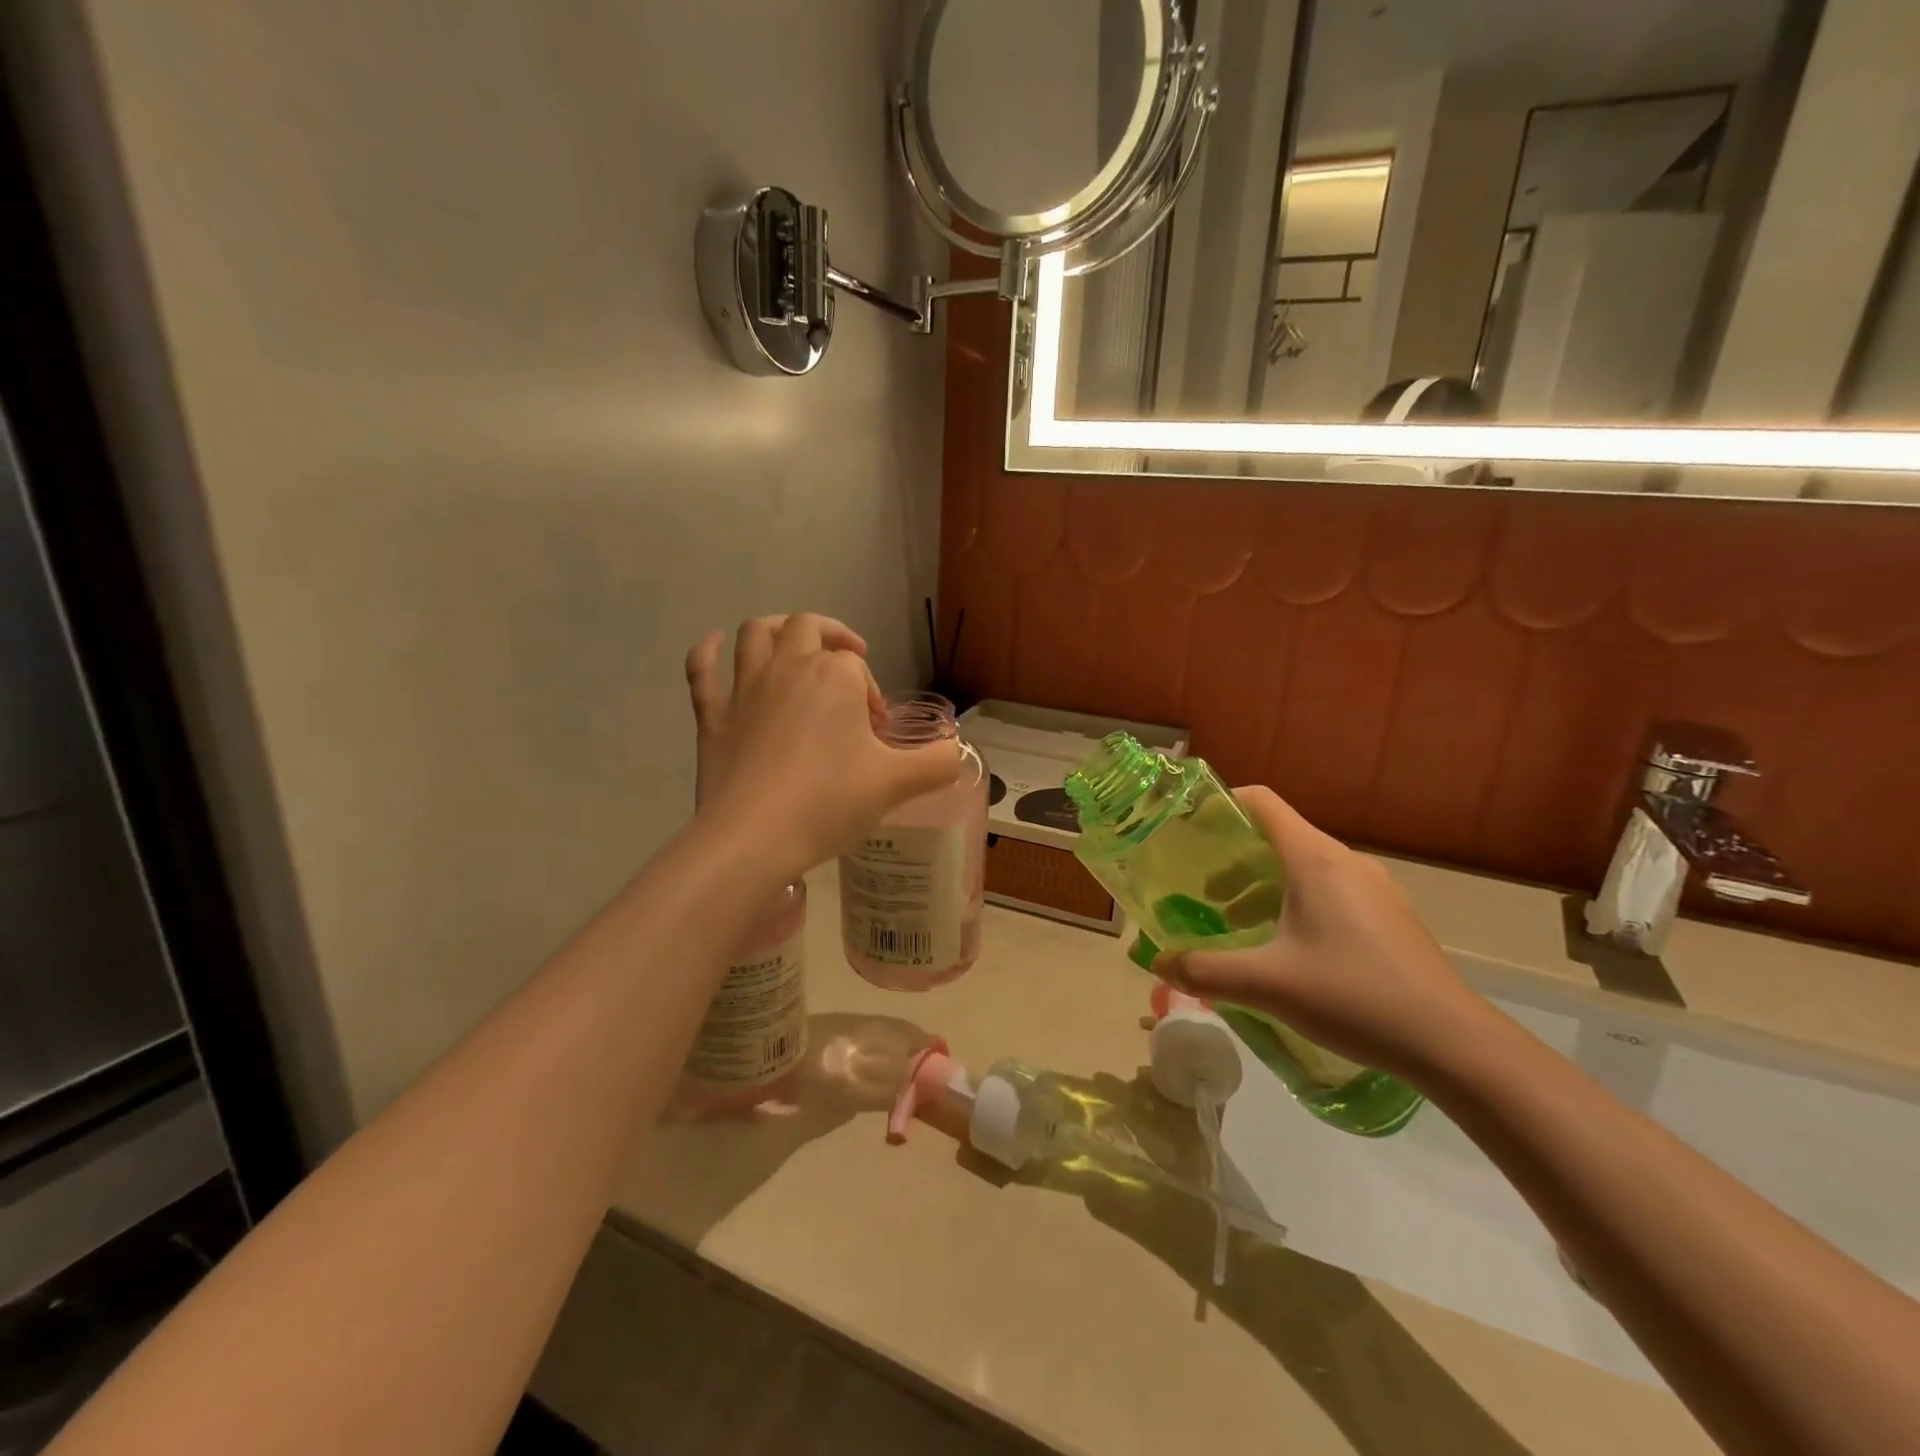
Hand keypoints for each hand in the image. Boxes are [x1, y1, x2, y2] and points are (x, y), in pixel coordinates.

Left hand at [684, 615, 958, 875]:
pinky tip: (715, 645)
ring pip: (756, 634)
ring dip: (776, 629)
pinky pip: (703, 670)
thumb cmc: (829, 802)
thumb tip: (957, 755)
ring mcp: (745, 689)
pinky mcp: (712, 716)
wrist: (754, 837)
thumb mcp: (896, 784)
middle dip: (832, 639)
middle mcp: (788, 667)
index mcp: (834, 676)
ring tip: (792, 643)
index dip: (871, 693)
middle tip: (849, 665)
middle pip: (807, 628)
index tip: (877, 734)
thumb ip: (936, 764)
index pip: (858, 667)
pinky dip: (708, 652)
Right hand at [1154, 786, 1493, 1082]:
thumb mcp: (1267, 985)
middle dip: (1234, 861)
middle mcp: (1346, 862)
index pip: (1262, 802)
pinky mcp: (1391, 918)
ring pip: (1306, 869)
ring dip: (1265, 887)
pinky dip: (1296, 904)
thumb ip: (1205, 970)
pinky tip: (1289, 952)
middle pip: (1279, 838)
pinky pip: (1331, 892)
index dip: (1222, 803)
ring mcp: (1375, 889)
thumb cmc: (1352, 996)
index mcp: (1315, 860)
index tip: (1189, 827)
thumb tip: (1158, 962)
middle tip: (1206, 896)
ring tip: (1240, 928)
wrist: (1453, 1043)